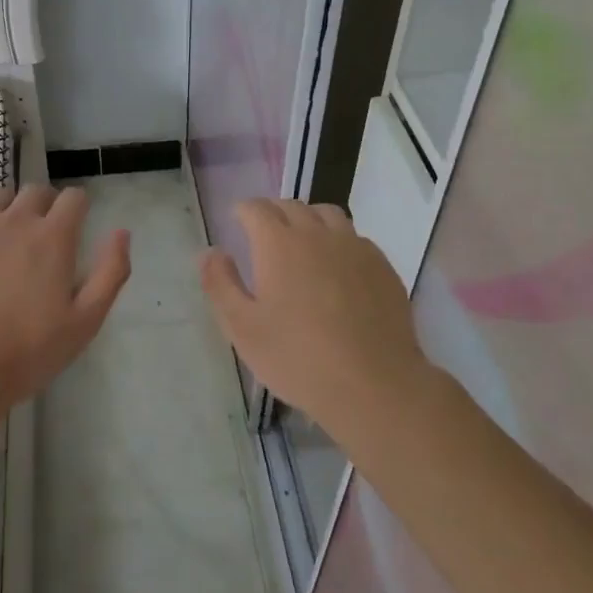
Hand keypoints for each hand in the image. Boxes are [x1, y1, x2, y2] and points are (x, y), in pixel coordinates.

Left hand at [0, 185, 129, 414]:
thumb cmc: (28, 350)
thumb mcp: (85, 321)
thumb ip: (110, 272)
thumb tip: (122, 232)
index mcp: (53, 237)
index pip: (74, 197)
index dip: (78, 207)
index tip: (76, 226)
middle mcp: (16, 219)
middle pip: (37, 191)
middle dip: (46, 205)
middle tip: (43, 237)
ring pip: (0, 196)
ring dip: (11, 209)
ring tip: (7, 239)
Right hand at [199, 199, 431, 446]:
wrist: (374, 385)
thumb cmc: (298, 358)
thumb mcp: (242, 327)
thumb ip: (220, 283)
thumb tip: (210, 252)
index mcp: (278, 243)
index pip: (256, 208)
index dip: (243, 211)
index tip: (237, 222)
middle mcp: (317, 234)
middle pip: (291, 206)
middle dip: (273, 213)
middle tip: (264, 235)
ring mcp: (355, 248)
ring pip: (327, 215)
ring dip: (308, 220)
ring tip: (302, 244)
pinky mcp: (382, 267)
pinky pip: (355, 238)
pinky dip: (338, 241)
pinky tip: (337, 269)